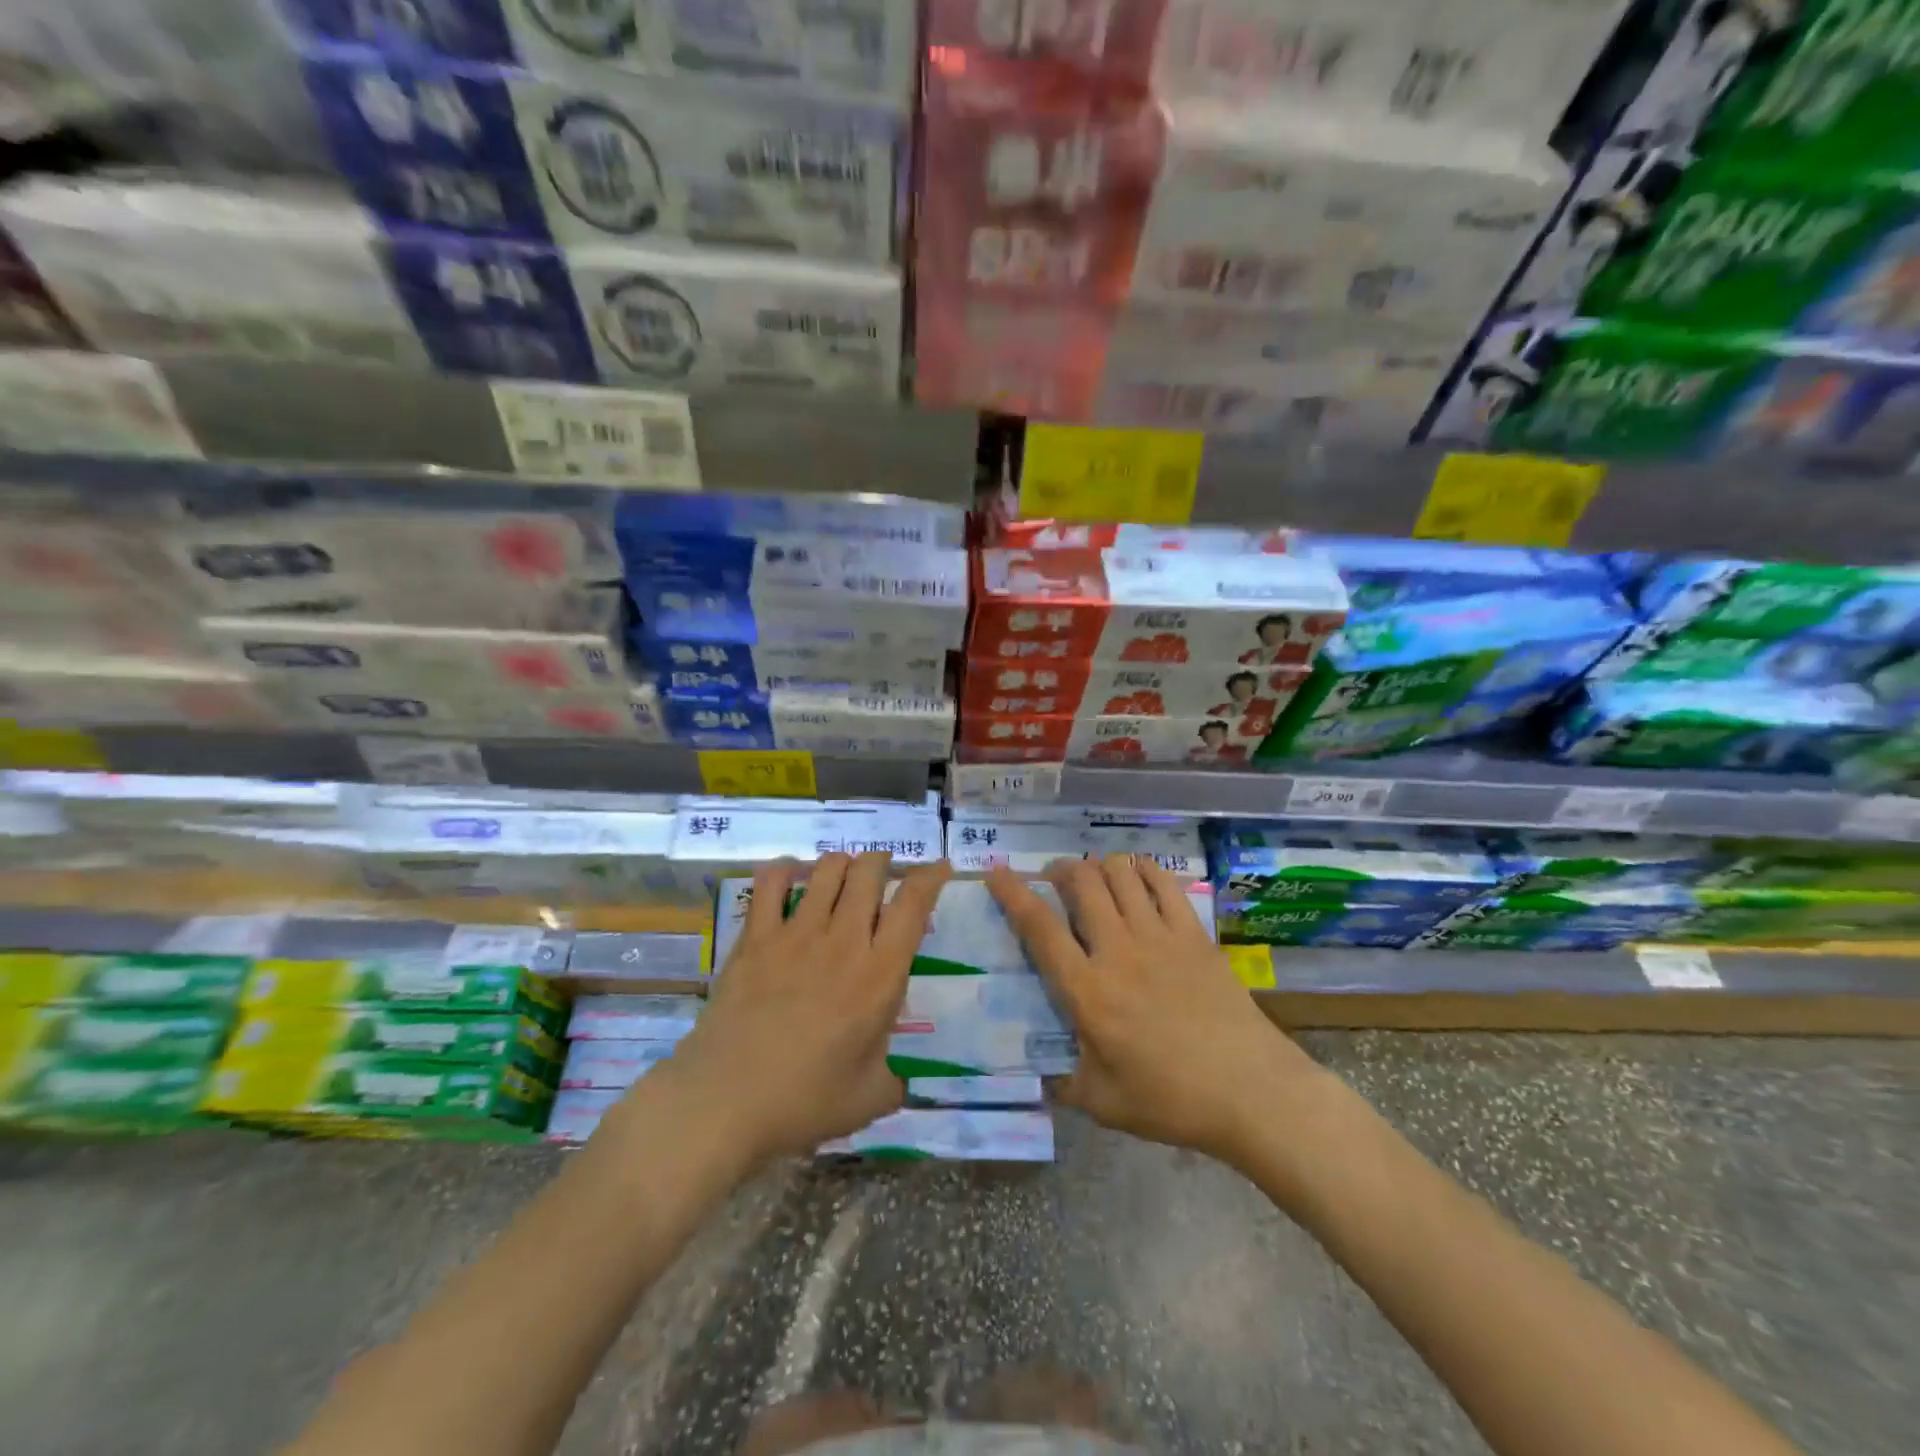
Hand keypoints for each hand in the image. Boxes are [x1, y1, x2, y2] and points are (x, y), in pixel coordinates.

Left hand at [662, 851, 949, 1164]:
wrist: (725, 1102)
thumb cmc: (804, 1102)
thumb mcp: (870, 1098)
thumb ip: (895, 1079)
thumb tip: (902, 1078)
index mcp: (880, 975)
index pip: (914, 904)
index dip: (931, 876)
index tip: (939, 868)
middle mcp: (843, 941)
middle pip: (870, 871)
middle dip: (883, 863)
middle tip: (884, 875)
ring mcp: (796, 933)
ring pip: (827, 868)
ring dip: (842, 863)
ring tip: (843, 876)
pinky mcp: (755, 937)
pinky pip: (771, 883)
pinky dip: (785, 871)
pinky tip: (791, 877)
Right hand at [987, 855, 1320, 1161]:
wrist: (1250, 1092)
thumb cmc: (1171, 1100)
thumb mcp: (1103, 1103)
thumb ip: (1063, 1083)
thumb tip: (1042, 1074)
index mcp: (1087, 990)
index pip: (1039, 928)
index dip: (1012, 893)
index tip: (996, 873)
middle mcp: (1118, 951)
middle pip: (1080, 882)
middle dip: (1059, 869)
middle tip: (1053, 879)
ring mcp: (1159, 936)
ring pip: (1120, 873)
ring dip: (1098, 866)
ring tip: (1093, 879)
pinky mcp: (1193, 934)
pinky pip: (1163, 882)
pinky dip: (1143, 870)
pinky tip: (1136, 878)